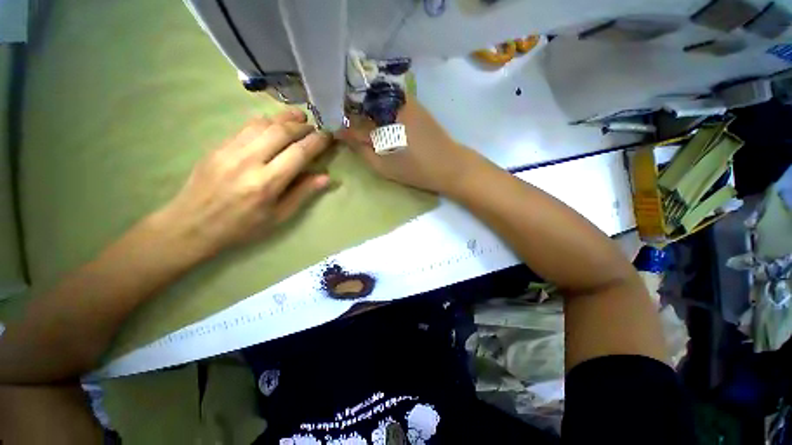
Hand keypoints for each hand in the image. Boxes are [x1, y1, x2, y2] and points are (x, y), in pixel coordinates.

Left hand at [159, 107, 333, 257]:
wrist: (192, 224)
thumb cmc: (242, 226)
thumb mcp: (279, 217)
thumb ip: (303, 193)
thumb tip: (326, 177)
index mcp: (267, 183)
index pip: (298, 153)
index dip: (317, 142)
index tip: (329, 136)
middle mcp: (249, 161)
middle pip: (281, 132)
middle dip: (303, 126)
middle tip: (316, 128)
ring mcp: (230, 150)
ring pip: (263, 123)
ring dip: (285, 118)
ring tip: (300, 118)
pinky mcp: (219, 146)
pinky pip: (247, 126)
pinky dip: (266, 121)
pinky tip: (274, 124)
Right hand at [337, 99, 483, 194]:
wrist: (449, 164)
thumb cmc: (415, 170)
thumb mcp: (383, 166)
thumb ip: (361, 148)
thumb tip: (342, 134)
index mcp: (380, 122)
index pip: (350, 120)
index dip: (338, 124)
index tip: (330, 129)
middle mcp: (389, 104)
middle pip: (359, 102)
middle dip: (348, 111)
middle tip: (342, 124)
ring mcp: (402, 99)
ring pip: (372, 97)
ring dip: (362, 106)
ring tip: (357, 121)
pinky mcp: (412, 101)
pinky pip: (387, 98)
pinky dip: (377, 105)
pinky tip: (375, 117)